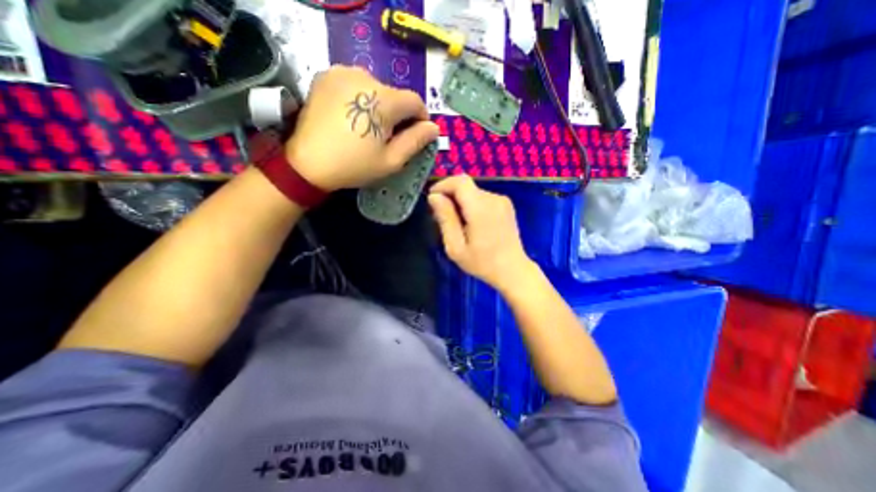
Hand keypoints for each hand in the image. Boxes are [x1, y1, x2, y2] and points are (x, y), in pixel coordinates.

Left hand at [287, 65, 438, 191]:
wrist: (308, 163)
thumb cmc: (354, 165)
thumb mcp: (391, 161)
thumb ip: (415, 141)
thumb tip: (434, 128)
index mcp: (384, 100)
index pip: (415, 101)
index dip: (421, 119)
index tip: (416, 135)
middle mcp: (365, 76)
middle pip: (395, 95)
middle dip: (398, 114)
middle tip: (388, 137)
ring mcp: (342, 72)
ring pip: (376, 88)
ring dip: (380, 106)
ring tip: (369, 127)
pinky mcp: (326, 76)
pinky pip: (356, 84)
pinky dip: (361, 98)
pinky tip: (353, 116)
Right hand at [426, 175, 533, 291]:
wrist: (512, 270)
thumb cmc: (482, 263)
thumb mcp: (456, 246)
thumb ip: (445, 218)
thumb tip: (434, 197)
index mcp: (480, 208)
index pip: (460, 181)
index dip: (443, 185)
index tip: (432, 199)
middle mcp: (493, 199)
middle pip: (466, 186)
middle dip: (450, 196)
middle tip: (442, 217)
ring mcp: (502, 201)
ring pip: (473, 192)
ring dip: (461, 202)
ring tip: (457, 224)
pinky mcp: (506, 205)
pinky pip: (483, 198)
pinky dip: (472, 205)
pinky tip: (471, 223)